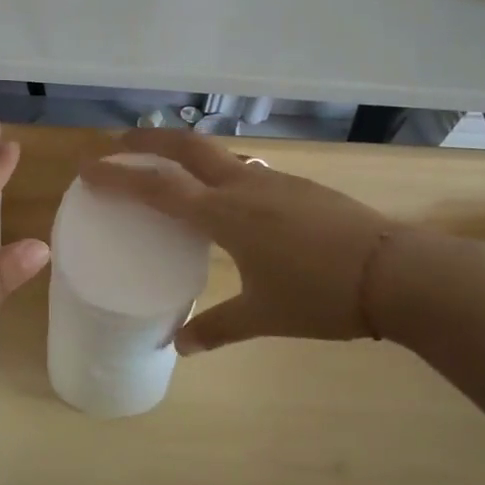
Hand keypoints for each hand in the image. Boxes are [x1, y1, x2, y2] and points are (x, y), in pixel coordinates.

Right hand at [80, 127, 415, 353]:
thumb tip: (179, 345)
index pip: (158, 188)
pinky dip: (220, 172)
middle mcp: (245, 186)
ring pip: (219, 154)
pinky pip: (246, 170)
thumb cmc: (320, 295)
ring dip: (187, 153)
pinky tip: (229, 197)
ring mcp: (276, 181)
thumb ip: (217, 328)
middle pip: (187, 147)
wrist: (396, 273)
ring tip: (170, 169)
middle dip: (149, 140)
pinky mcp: (300, 186)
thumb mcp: (263, 317)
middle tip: (121, 144)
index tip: (88, 169)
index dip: (119, 177)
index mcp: (225, 214)